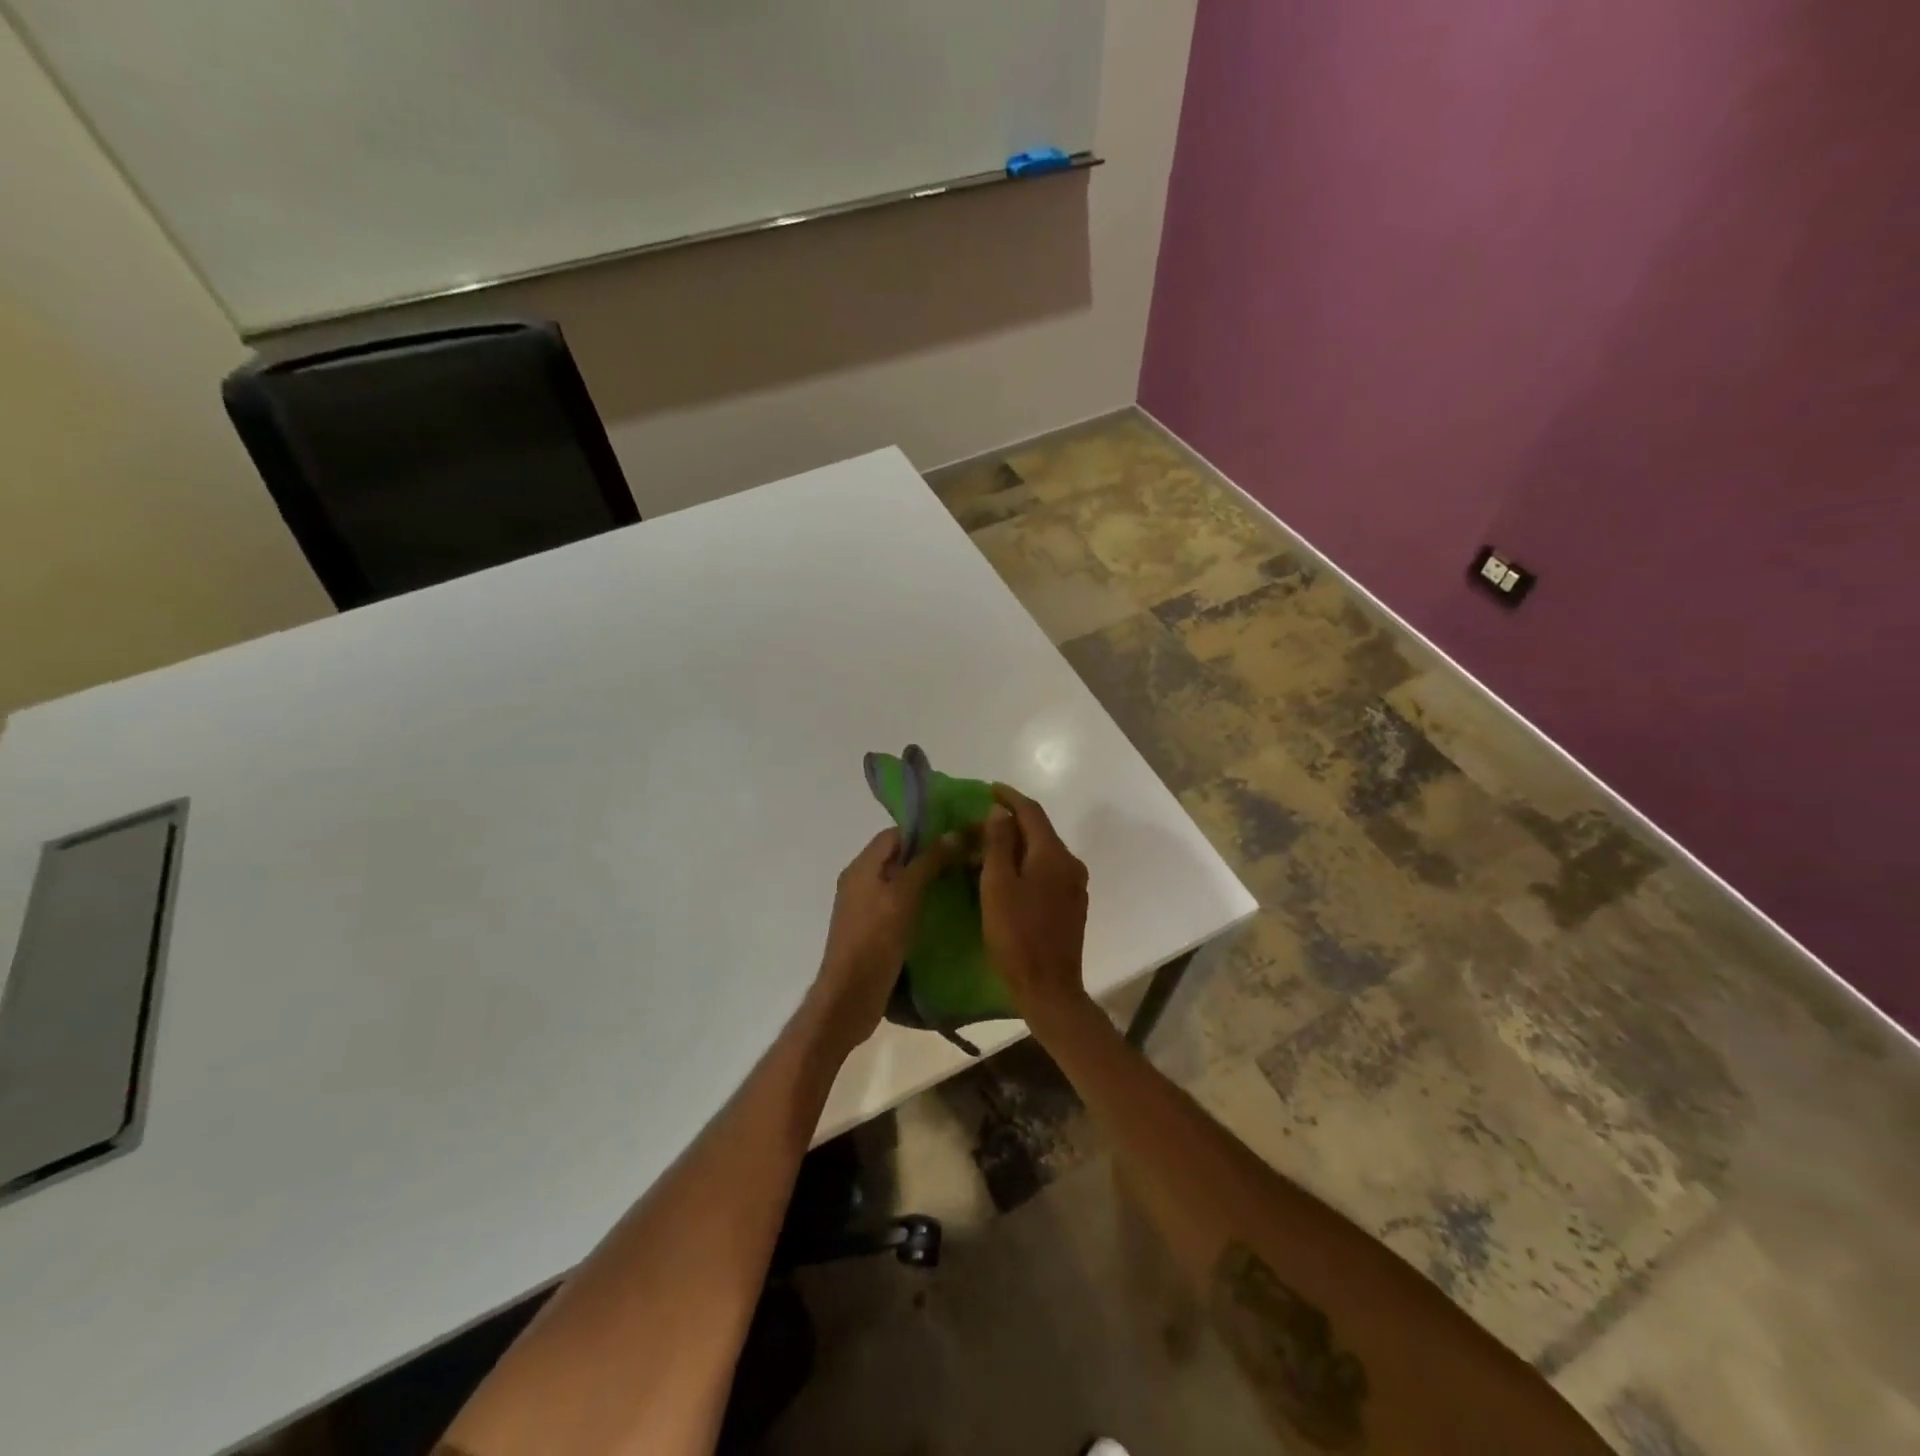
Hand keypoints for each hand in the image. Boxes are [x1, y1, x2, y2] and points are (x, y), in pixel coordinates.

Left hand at [809, 828, 952, 1055]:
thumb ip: (927, 862)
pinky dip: (920, 903)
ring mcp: (865, 908)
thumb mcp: (904, 895)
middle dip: (929, 855)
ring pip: (900, 883)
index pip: (894, 834)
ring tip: (962, 881)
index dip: (924, 831)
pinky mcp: (873, 931)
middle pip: (897, 857)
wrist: (850, 996)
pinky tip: (944, 911)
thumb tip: (954, 833)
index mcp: (861, 867)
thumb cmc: (875, 939)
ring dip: (927, 880)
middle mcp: (860, 882)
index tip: (957, 834)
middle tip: (966, 858)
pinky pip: (899, 906)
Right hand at [980, 785, 1090, 1027]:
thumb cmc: (1016, 935)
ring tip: (986, 850)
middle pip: (1039, 831)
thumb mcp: (997, 885)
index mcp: (1053, 854)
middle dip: (1009, 823)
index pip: (1031, 811)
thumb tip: (1000, 812)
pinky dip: (1026, 865)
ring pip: (1043, 853)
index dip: (1009, 797)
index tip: (988, 789)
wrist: (1048, 988)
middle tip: (978, 824)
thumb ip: (998, 844)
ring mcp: (1075, 886)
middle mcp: (1070, 863)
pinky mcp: (1072, 905)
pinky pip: (1047, 872)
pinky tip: (1007, 876)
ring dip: (1016, 846)